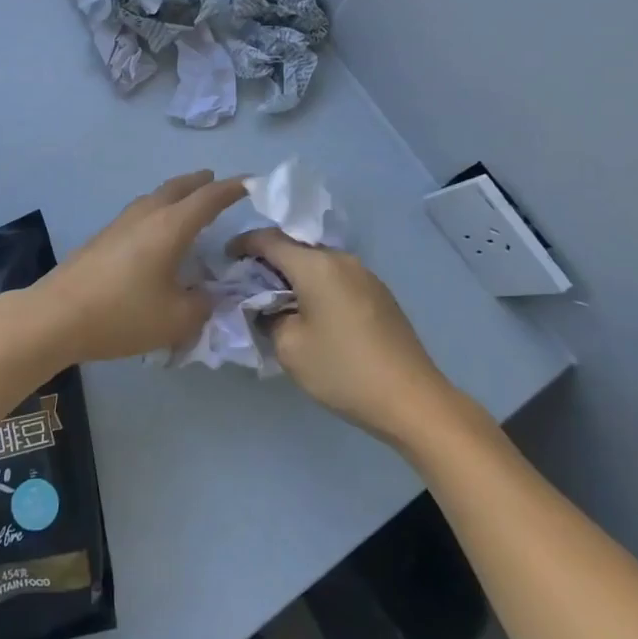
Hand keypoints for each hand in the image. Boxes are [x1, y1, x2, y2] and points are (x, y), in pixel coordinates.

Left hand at [21, 171, 246, 366]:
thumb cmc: (122, 314)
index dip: (233, 189)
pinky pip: (141, 212)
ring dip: (177, 194)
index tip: (252, 183)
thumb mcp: (176, 319)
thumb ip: (203, 304)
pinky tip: (156, 232)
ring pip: (156, 197)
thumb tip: (209, 294)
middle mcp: (147, 215)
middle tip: (217, 182)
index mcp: (170, 226)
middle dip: (201, 183)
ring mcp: (121, 223)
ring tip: (188, 203)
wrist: (56, 316)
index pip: (209, 198)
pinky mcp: (103, 237)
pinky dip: (159, 210)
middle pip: (179, 187)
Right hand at [229, 230, 460, 443]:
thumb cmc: (343, 370)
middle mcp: (341, 259)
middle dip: (267, 262)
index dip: (242, 245)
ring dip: (293, 276)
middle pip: (294, 248)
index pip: (268, 239)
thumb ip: (267, 317)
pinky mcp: (379, 294)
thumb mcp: (289, 347)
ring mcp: (365, 275)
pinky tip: (311, 315)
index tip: (225, 261)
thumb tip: (266, 306)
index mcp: (316, 265)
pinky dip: (316, 287)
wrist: (412, 399)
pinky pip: (336, 278)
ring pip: (317, 264)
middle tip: (247, 287)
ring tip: (277, 303)